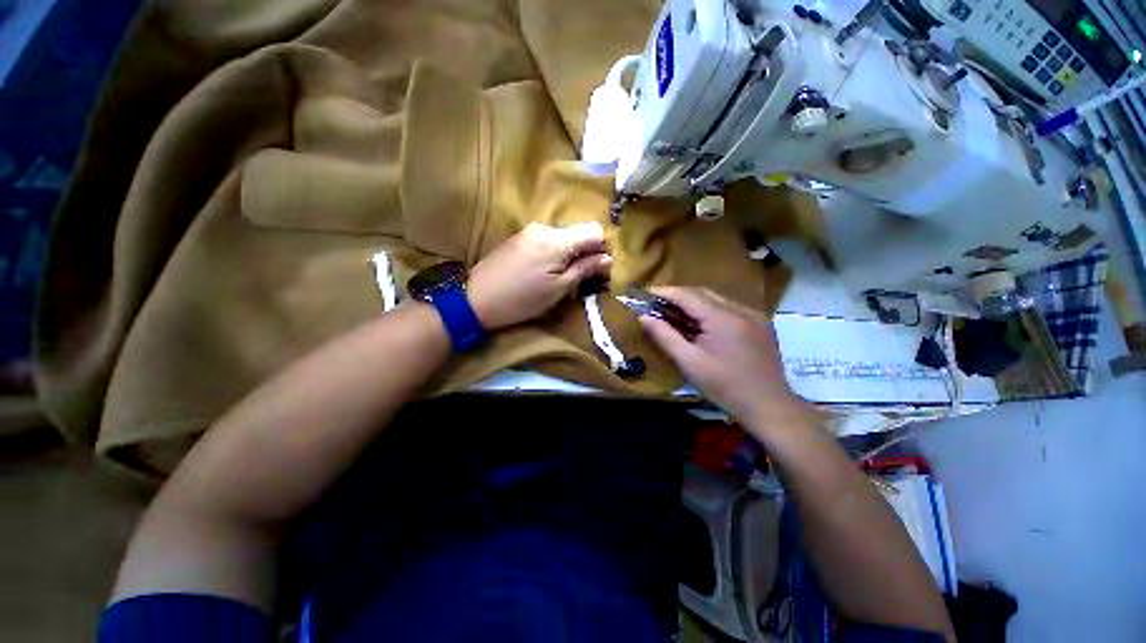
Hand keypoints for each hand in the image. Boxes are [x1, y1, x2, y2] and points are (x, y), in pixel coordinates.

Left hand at [468, 222, 611, 329]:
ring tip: (556, 279)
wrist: (475, 300)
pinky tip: (539, 273)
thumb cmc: (521, 300)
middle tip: (579, 279)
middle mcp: (544, 228)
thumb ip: (584, 270)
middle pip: (577, 233)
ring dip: (566, 254)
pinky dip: (550, 254)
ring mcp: (528, 231)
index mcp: (557, 240)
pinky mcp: (517, 238)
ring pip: (561, 237)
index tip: (596, 269)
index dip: (600, 248)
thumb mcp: (558, 290)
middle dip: (584, 252)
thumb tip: (607, 258)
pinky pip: (545, 240)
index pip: (594, 230)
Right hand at [638, 287, 812, 428]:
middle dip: (680, 298)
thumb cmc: (726, 389)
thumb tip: (644, 317)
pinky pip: (735, 311)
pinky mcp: (763, 325)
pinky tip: (708, 329)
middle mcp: (741, 308)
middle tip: (659, 307)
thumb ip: (666, 338)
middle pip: (704, 294)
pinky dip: (717, 314)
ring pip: (720, 301)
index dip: (665, 292)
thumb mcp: (691, 365)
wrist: (768, 404)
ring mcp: (755, 315)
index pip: (688, 295)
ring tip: (680, 318)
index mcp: (723, 317)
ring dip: (699, 306)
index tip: (645, 294)